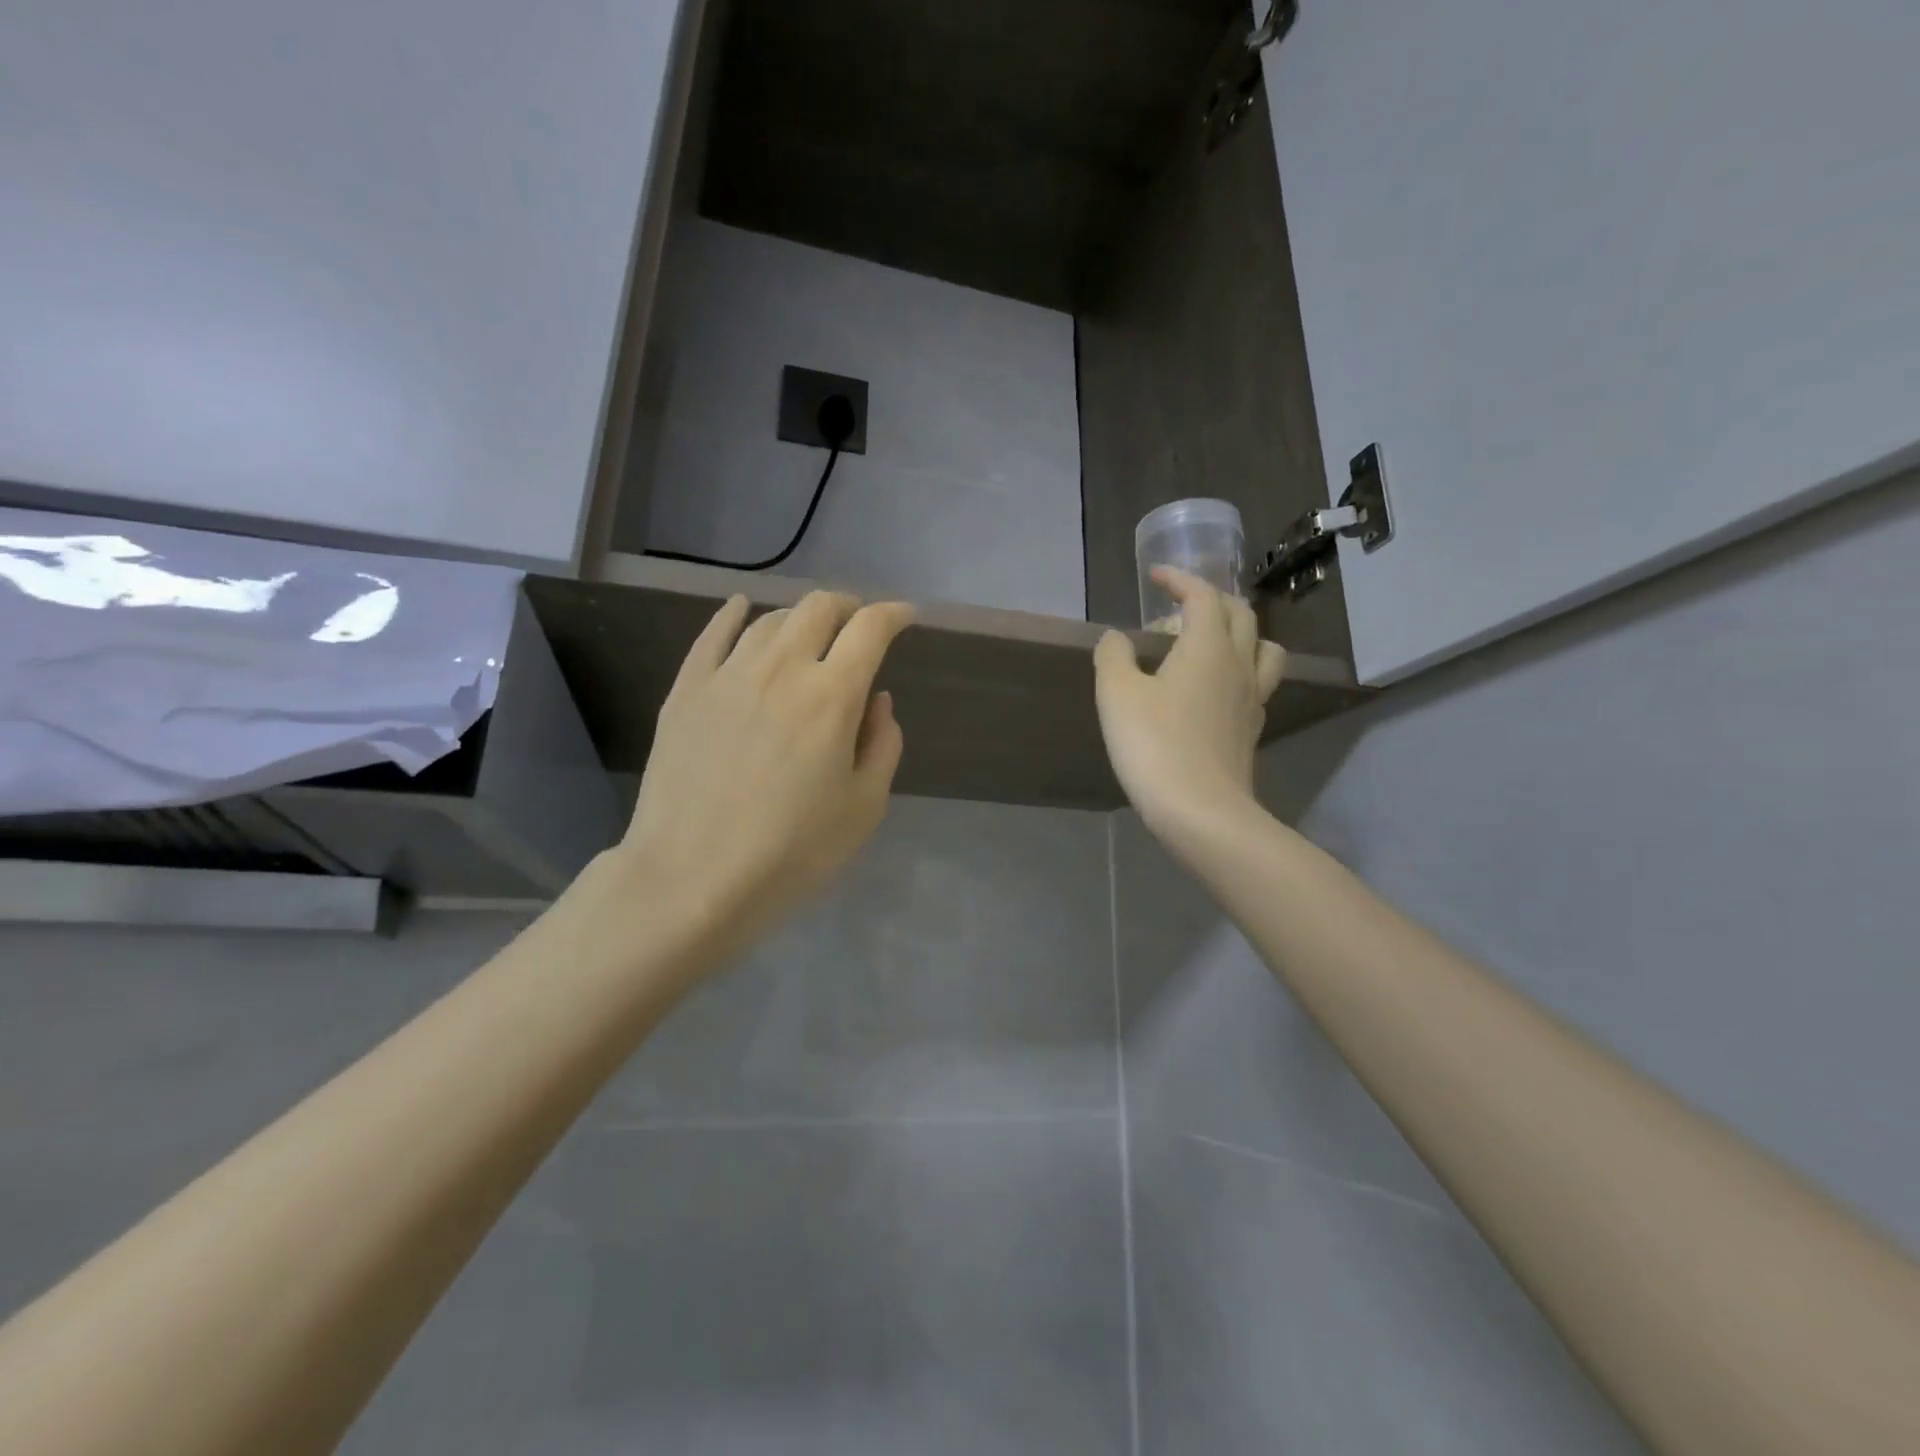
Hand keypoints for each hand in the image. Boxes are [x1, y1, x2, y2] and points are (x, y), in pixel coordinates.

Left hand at [613, 591, 914, 967]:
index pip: (870, 629)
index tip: (906, 617)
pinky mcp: (686, 690)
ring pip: (769, 619)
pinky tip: (740, 607)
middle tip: (857, 628)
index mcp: (832, 696)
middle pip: (818, 608)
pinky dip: (733, 613)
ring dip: (799, 619)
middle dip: (848, 607)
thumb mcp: (864, 808)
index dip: (894, 614)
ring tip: (808, 637)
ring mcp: (727, 675)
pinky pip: (712, 634)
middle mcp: (781, 669)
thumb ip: (882, 745)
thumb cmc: (791, 853)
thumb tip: (877, 701)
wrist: (691, 879)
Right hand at [1093, 567, 1284, 832]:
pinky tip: (1217, 689)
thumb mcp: (1117, 695)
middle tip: (1178, 608)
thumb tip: (1117, 638)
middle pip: (1240, 614)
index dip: (1180, 579)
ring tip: (1211, 644)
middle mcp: (1239, 664)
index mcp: (1207, 647)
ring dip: (1240, 633)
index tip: (1156, 576)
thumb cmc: (1154, 745)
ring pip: (1262, 647)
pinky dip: (1241, 670)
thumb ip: (1114, 656)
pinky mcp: (1252, 729)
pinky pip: (1258, 682)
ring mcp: (1253, 698)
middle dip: (1211, 599)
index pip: (1203, 595)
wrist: (1201, 811)